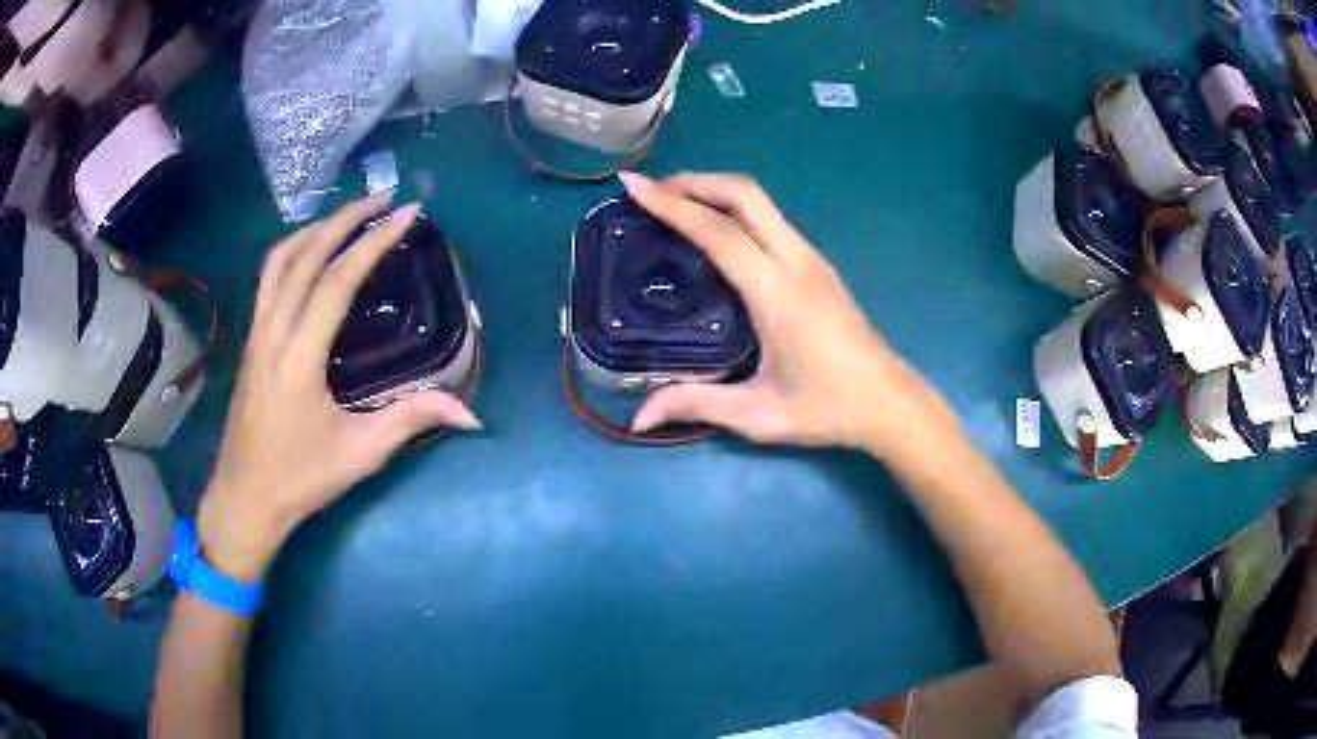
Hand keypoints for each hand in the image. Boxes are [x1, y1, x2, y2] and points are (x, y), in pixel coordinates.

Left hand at [198, 196, 480, 581]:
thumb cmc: (300, 478)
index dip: (373, 242)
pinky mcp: (250, 342)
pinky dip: (293, 251)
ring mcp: (256, 333)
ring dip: (314, 229)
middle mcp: (273, 332)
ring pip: (279, 260)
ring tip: (348, 216)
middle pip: (305, 255)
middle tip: (383, 198)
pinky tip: (311, 254)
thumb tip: (470, 412)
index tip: (406, 215)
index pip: (337, 281)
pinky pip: (268, 279)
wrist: (245, 498)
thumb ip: (412, 420)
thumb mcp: (360, 454)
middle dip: (345, 218)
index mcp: (299, 356)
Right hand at [624, 172, 951, 451]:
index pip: (718, 232)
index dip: (672, 204)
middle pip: (744, 194)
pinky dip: (734, 209)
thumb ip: (696, 404)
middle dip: (694, 182)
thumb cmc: (828, 408)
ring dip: (715, 192)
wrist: (890, 402)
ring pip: (760, 202)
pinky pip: (770, 220)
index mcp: (778, 293)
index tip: (634, 185)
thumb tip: (639, 419)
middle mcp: (796, 262)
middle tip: (652, 191)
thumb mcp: (759, 414)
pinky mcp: (817, 265)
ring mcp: (811, 259)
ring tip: (675, 205)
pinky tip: (715, 232)